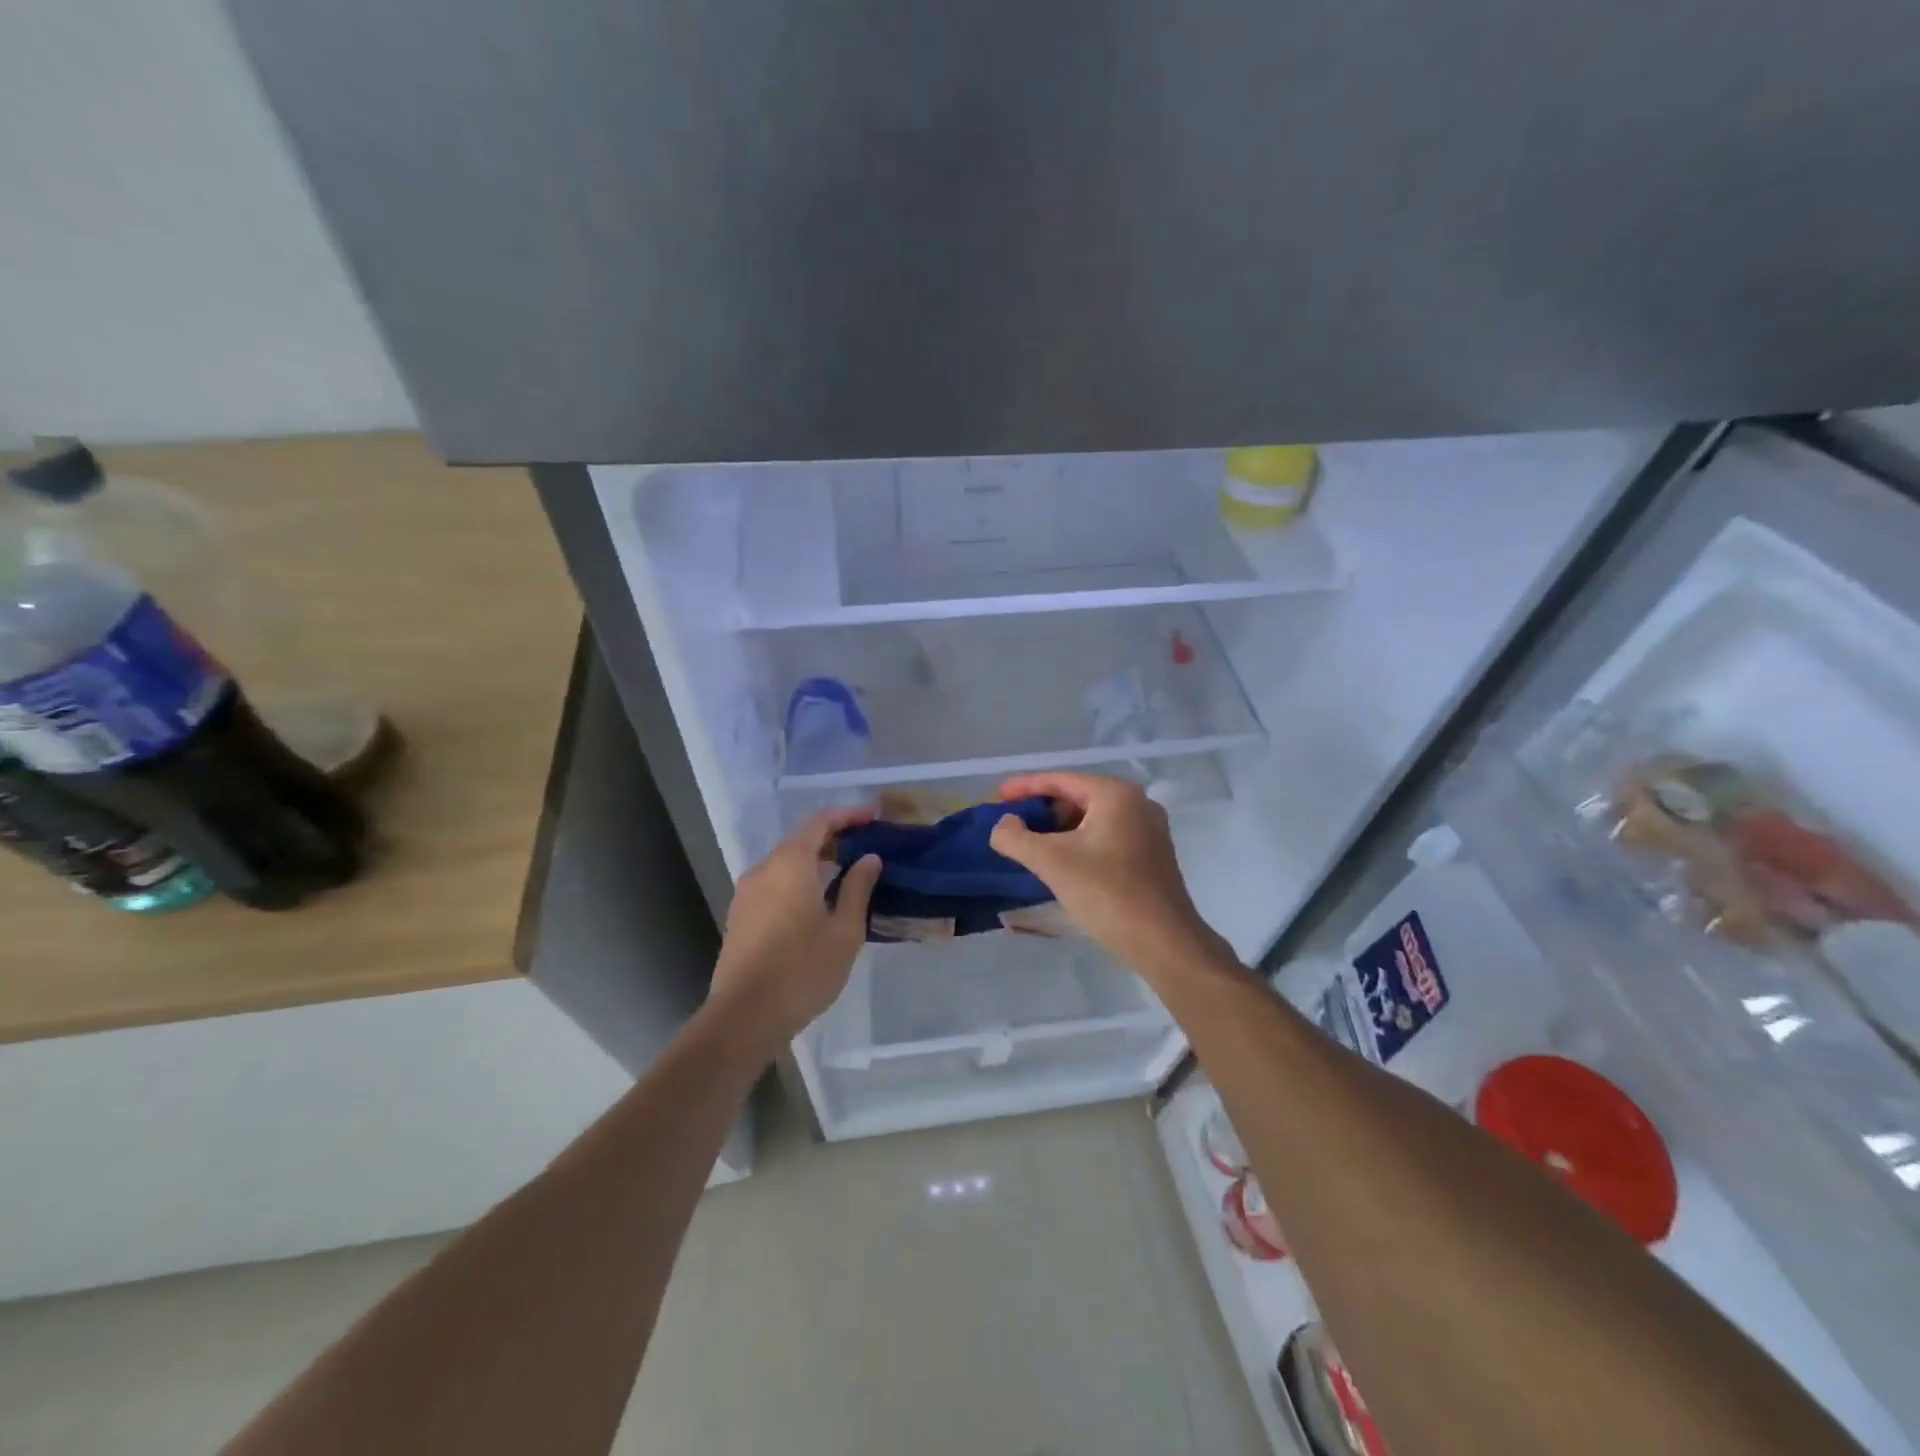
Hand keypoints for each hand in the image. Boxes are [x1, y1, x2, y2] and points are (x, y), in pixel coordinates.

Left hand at [709, 807, 881, 1050]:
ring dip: (814, 861)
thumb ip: (857, 888)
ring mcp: (746, 893)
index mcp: (790, 864)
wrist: (744, 1016)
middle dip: (833, 838)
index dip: (848, 815)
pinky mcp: (740, 915)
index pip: (820, 822)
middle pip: (800, 840)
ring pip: (785, 863)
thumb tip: (869, 858)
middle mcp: (764, 869)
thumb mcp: (844, 930)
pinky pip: (774, 883)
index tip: (873, 816)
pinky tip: (817, 901)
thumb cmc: (803, 970)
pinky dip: (798, 880)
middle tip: (864, 847)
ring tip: (845, 874)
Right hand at [991, 772, 1227, 980]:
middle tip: (1013, 823)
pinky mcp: (1153, 855)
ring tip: (1032, 845)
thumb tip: (1004, 824)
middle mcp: (1137, 803)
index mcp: (1115, 794)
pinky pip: (1107, 837)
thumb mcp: (1050, 861)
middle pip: (1078, 797)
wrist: (1164, 942)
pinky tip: (1063, 863)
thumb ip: (1015, 837)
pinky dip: (1081, 843)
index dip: (1025, 787)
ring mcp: (1149, 830)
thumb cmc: (1106, 892)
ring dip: (1060, 829)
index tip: (998, 795)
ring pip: (1093, 819)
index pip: (1060, 781)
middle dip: (1043, 809)